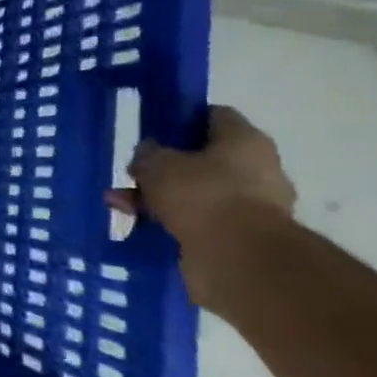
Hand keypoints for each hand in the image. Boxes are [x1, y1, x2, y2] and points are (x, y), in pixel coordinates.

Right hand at [108, 105, 296, 254]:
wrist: (239, 259)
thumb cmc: (202, 195)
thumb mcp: (157, 164)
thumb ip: (148, 153)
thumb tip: (149, 155)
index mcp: (245, 141)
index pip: (214, 117)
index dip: (181, 119)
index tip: (153, 130)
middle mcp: (256, 170)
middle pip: (202, 159)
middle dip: (163, 167)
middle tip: (132, 174)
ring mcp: (250, 206)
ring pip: (194, 193)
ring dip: (158, 198)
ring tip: (120, 205)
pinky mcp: (238, 237)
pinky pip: (196, 221)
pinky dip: (169, 222)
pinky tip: (138, 225)